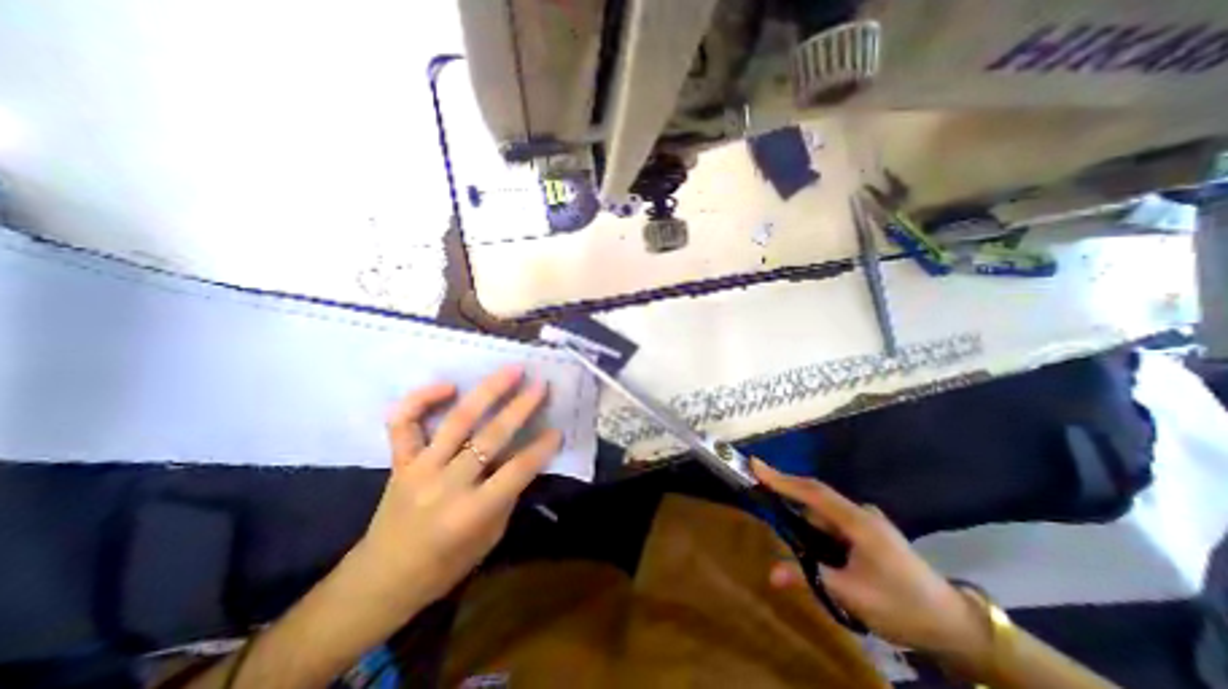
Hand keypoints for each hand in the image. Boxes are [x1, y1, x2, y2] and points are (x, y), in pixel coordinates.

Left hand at [342, 370, 560, 619]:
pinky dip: (421, 399)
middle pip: (491, 437)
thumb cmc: (443, 566)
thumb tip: (525, 457)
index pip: (517, 470)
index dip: (542, 448)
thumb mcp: (489, 536)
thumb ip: (507, 494)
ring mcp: (419, 469)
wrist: (380, 581)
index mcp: (471, 512)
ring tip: (510, 370)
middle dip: (520, 407)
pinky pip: (404, 423)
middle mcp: (446, 485)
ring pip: (458, 421)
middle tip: (539, 384)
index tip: (558, 430)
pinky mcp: (399, 461)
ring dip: (487, 392)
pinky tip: (448, 386)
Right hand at [749, 459, 985, 653]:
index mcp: (857, 521)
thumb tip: (771, 574)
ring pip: (824, 512)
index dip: (781, 478)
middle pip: (815, 497)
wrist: (956, 626)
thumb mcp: (852, 595)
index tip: (754, 464)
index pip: (811, 492)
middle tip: (759, 490)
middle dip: (786, 493)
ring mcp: (867, 520)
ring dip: (804, 519)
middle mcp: (860, 513)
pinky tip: (814, 544)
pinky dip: (817, 527)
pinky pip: (834, 521)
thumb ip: (809, 578)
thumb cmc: (902, 606)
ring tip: (787, 531)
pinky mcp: (869, 531)